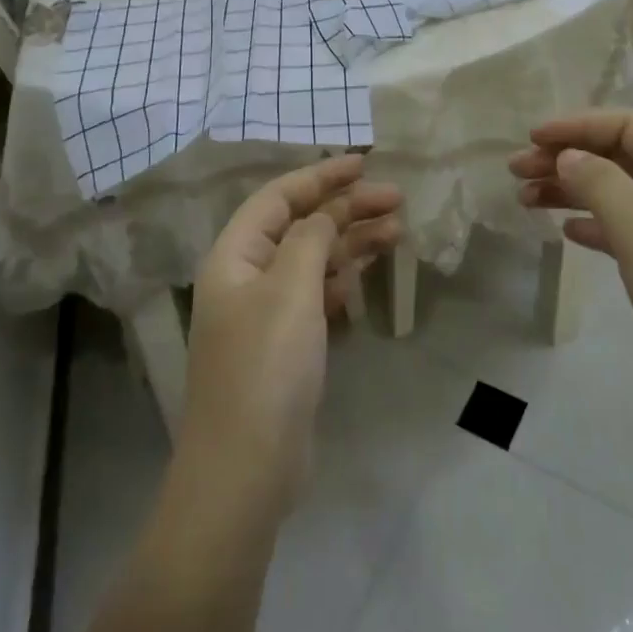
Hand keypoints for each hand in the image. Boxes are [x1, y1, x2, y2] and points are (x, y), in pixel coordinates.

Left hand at [179, 155, 402, 518]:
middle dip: (345, 208)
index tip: (364, 163)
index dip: (320, 176)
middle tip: (396, 199)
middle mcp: (247, 277)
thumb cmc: (266, 366)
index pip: (278, 198)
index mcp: (235, 256)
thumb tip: (325, 213)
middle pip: (300, 226)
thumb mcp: (291, 290)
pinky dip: (344, 276)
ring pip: (313, 259)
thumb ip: (312, 239)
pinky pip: (317, 293)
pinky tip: (369, 269)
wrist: (246, 468)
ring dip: (351, 241)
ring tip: (398, 229)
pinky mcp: (286, 344)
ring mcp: (267, 312)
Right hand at [510, 111, 632, 444]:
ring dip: (572, 191)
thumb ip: (601, 185)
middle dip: (568, 157)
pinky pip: (624, 232)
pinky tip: (565, 232)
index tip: (534, 138)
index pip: (631, 127)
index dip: (581, 125)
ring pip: (618, 195)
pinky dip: (592, 226)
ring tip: (525, 199)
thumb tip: (568, 156)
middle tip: (517, 170)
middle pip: (621, 158)